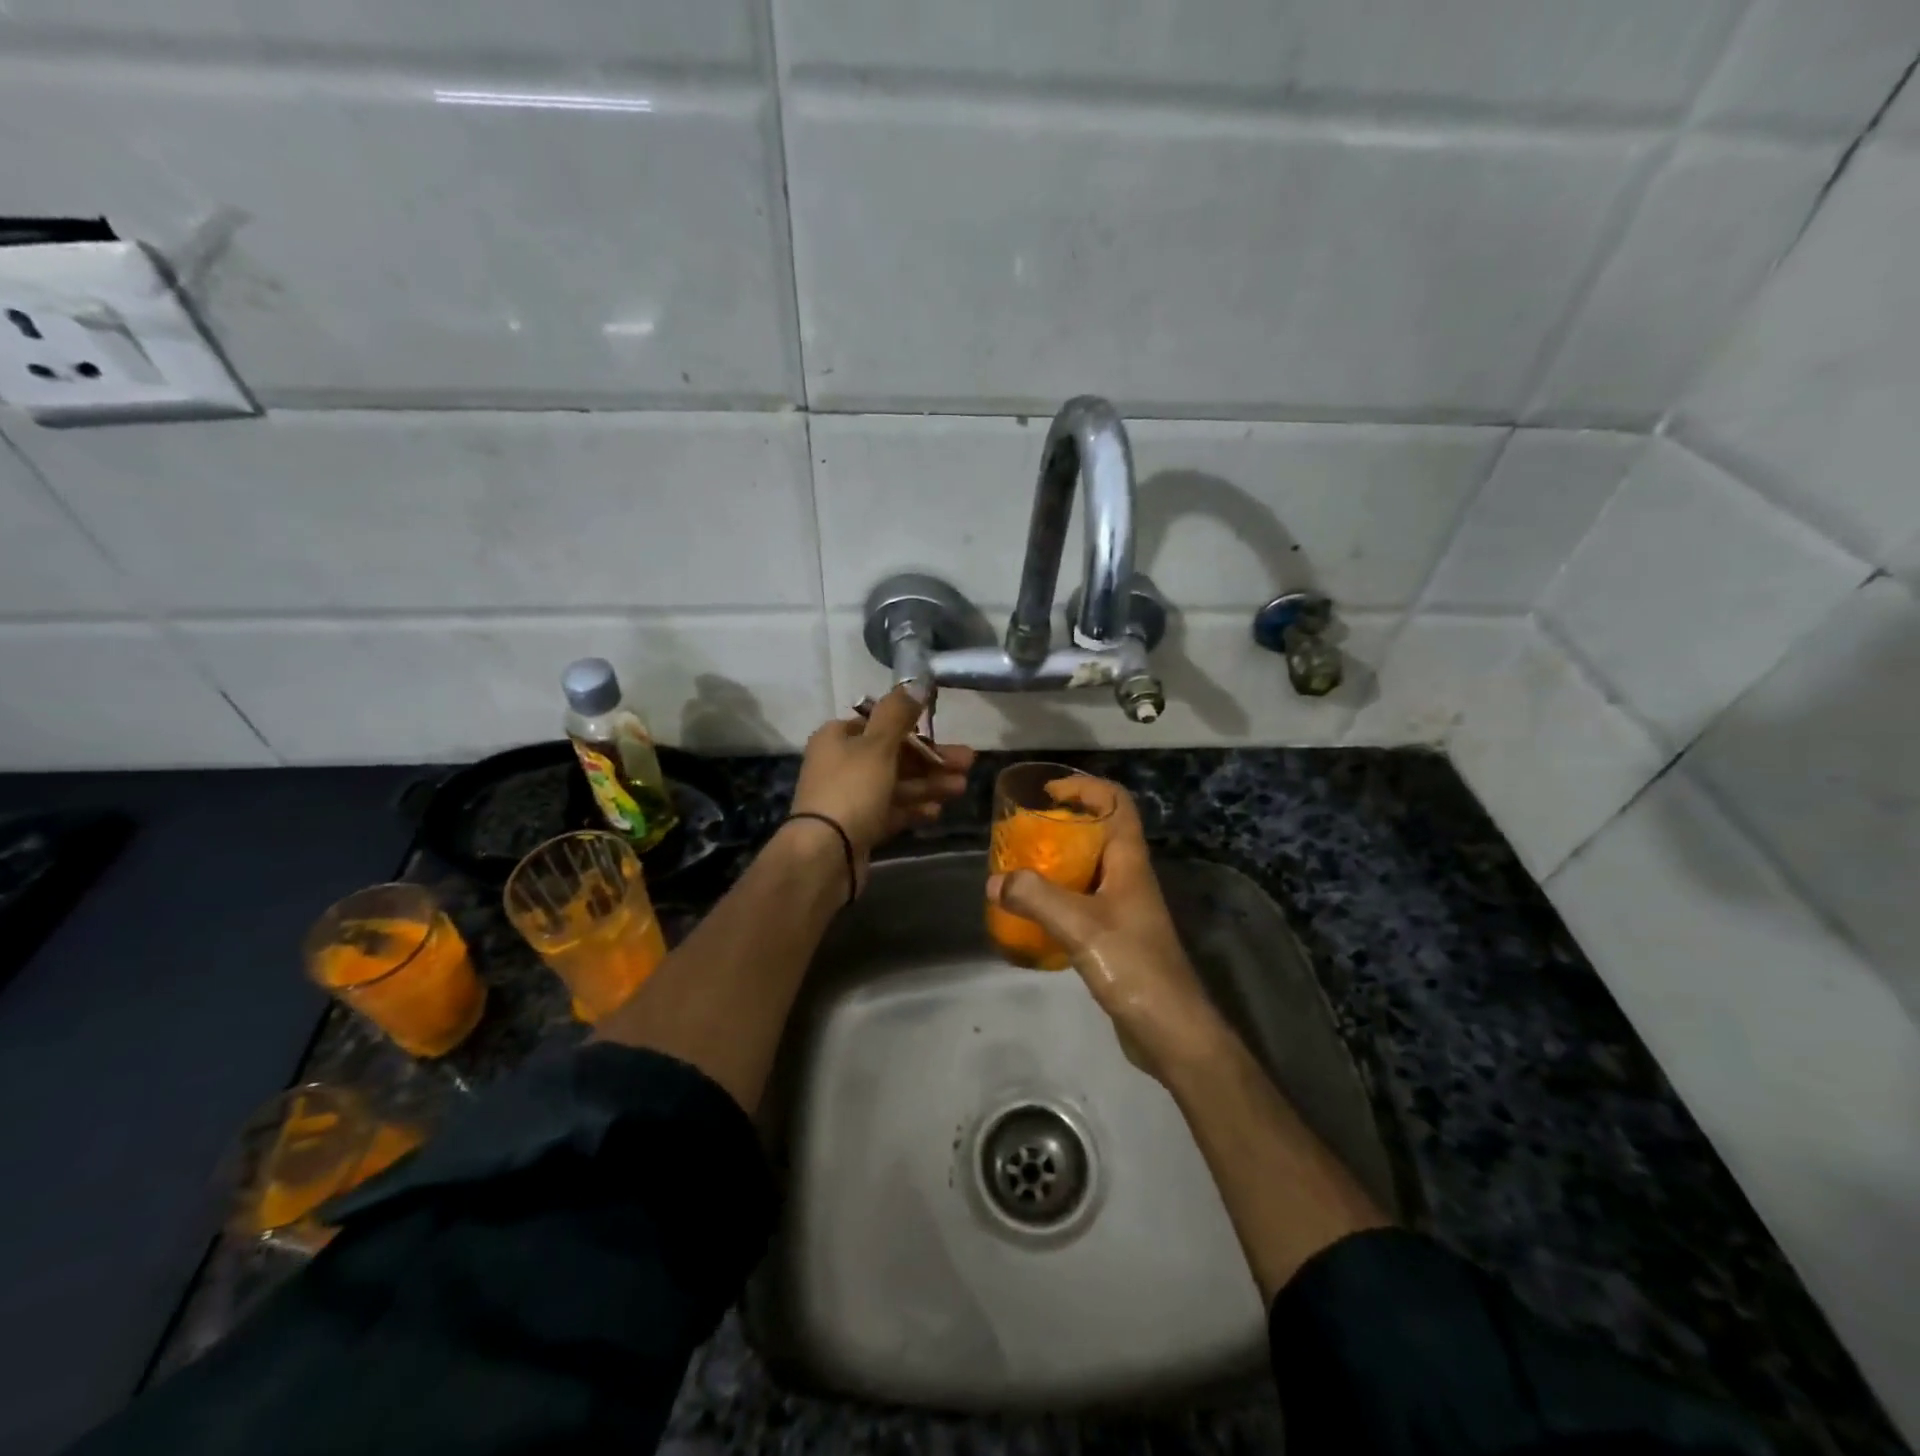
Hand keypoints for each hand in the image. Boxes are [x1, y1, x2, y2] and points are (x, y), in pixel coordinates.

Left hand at [790, 687, 974, 874]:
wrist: (825, 854)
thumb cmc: (851, 790)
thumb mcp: (877, 745)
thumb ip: (898, 714)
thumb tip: (916, 683)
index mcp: (838, 738)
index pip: (879, 724)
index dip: (913, 728)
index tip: (943, 733)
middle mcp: (841, 764)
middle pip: (893, 755)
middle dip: (931, 759)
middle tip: (967, 763)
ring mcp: (849, 798)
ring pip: (896, 784)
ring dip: (928, 784)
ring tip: (961, 787)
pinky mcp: (858, 826)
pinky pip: (891, 811)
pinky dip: (913, 809)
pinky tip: (937, 812)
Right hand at [987, 780, 1221, 1081]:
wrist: (1170, 1029)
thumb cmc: (1133, 965)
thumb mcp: (1080, 926)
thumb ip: (1035, 898)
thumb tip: (994, 880)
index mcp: (1129, 862)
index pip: (1117, 803)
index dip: (1086, 788)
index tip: (1048, 793)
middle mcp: (1129, 877)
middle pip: (1100, 832)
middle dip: (1063, 824)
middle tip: (1024, 832)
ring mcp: (1124, 908)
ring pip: (1089, 868)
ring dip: (1058, 862)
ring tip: (1020, 868)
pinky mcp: (1116, 936)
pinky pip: (1083, 901)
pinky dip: (1058, 897)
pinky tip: (1032, 914)